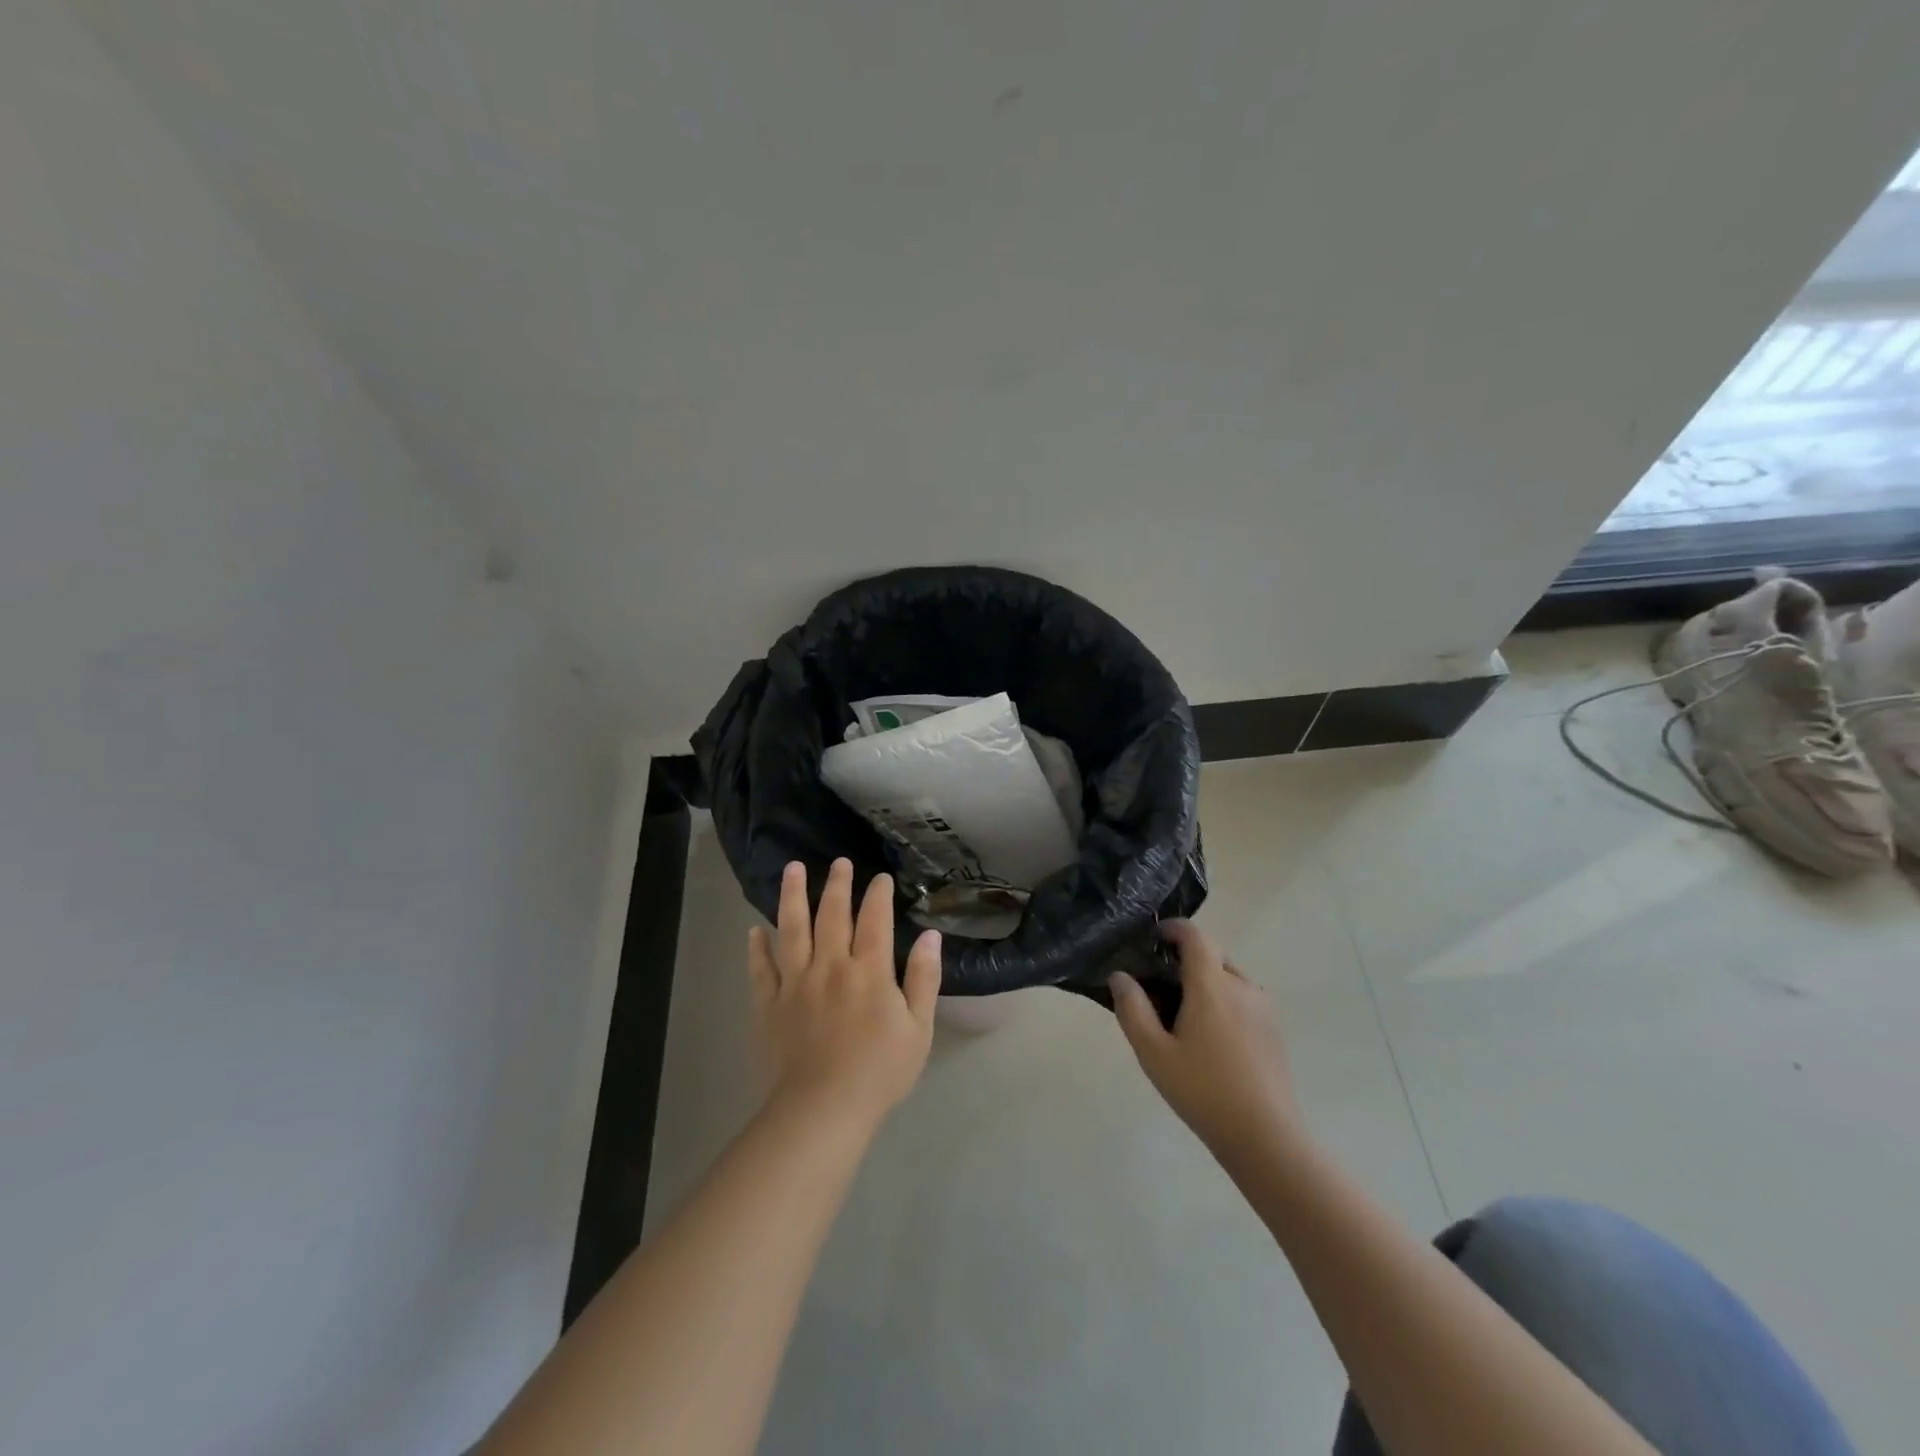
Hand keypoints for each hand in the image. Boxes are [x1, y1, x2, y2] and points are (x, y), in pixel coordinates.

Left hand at [748, 858, 942, 1127]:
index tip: (880, 878)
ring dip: (793, 896)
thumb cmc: (879, 1072)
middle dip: (837, 885)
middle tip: (840, 862)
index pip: (875, 920)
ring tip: (792, 869)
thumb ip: (924, 979)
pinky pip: (761, 969)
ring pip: (792, 929)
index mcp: (869, 971)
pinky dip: (757, 948)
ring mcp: (795, 983)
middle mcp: (830, 966)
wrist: (822, 1110)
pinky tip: (754, 930)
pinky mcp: (769, 1004)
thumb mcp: (918, 1029)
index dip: (878, 895)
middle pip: (832, 915)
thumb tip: (930, 936)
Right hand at [1110, 920, 1300, 1159]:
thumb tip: (1120, 976)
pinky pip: (1243, 998)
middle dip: (1186, 959)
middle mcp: (1242, 986)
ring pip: (1229, 977)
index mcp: (1212, 985)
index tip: (1153, 938)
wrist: (1266, 1138)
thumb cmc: (1203, 1091)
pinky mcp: (1274, 1029)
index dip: (1173, 928)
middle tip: (1159, 985)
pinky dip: (1223, 1001)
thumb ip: (1132, 1009)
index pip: (1195, 936)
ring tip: (1183, 1015)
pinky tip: (1210, 1038)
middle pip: (1212, 955)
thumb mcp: (1153, 1053)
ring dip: (1205, 982)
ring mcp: (1264, 1008)